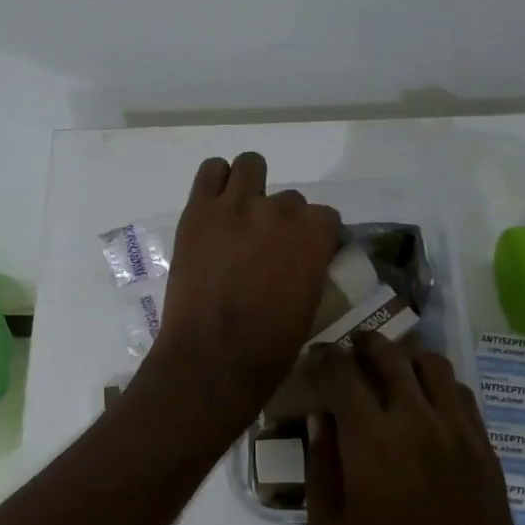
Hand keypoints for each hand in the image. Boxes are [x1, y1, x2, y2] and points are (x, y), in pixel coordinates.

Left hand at [145, 153, 339, 420]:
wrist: (211, 358)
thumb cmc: (268, 348)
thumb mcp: (310, 306)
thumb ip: (311, 268)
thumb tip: (303, 260)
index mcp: (314, 236)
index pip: (326, 217)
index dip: (315, 236)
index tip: (303, 254)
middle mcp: (279, 211)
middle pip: (290, 199)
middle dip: (280, 221)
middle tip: (263, 248)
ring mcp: (236, 206)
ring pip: (250, 165)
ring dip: (250, 186)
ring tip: (239, 216)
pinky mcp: (198, 211)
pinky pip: (211, 171)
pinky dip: (215, 182)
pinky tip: (214, 207)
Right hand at [305, 336, 524, 524]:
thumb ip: (321, 466)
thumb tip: (321, 418)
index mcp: (371, 440)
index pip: (344, 373)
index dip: (326, 357)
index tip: (315, 357)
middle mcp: (417, 421)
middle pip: (391, 356)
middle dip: (365, 346)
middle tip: (349, 353)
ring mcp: (459, 433)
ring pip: (434, 365)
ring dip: (405, 359)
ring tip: (389, 373)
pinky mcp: (485, 449)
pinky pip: (462, 395)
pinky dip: (437, 385)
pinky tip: (424, 405)